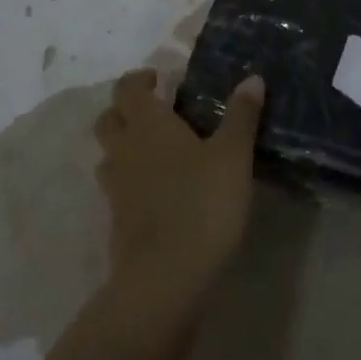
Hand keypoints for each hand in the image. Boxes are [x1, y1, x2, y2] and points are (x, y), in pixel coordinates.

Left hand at [91, 69, 264, 309]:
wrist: (164, 280)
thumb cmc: (201, 204)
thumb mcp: (233, 156)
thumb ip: (241, 116)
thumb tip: (252, 78)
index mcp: (147, 124)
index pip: (127, 88)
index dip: (138, 79)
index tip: (159, 79)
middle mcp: (125, 150)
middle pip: (108, 119)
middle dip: (125, 110)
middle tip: (156, 112)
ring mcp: (116, 189)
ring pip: (109, 156)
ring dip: (124, 147)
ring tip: (156, 152)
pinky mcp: (117, 224)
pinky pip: (117, 191)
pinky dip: (131, 183)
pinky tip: (159, 193)